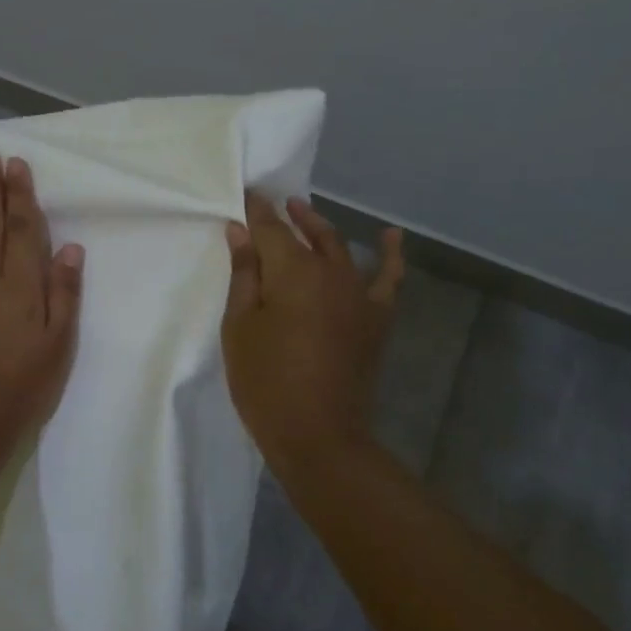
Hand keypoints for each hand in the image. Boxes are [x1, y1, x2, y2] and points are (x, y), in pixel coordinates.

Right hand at [221, 194, 403, 471]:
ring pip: (340, 248)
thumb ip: (244, 274)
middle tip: (271, 204)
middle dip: (288, 215)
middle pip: (308, 232)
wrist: (318, 435)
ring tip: (305, 213)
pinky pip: (389, 279)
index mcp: (293, 270)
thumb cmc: (265, 382)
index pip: (270, 228)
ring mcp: (359, 294)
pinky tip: (390, 236)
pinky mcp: (377, 318)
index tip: (245, 196)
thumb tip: (241, 231)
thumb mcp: (239, 327)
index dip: (256, 211)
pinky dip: (390, 255)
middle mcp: (332, 271)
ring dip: (321, 228)